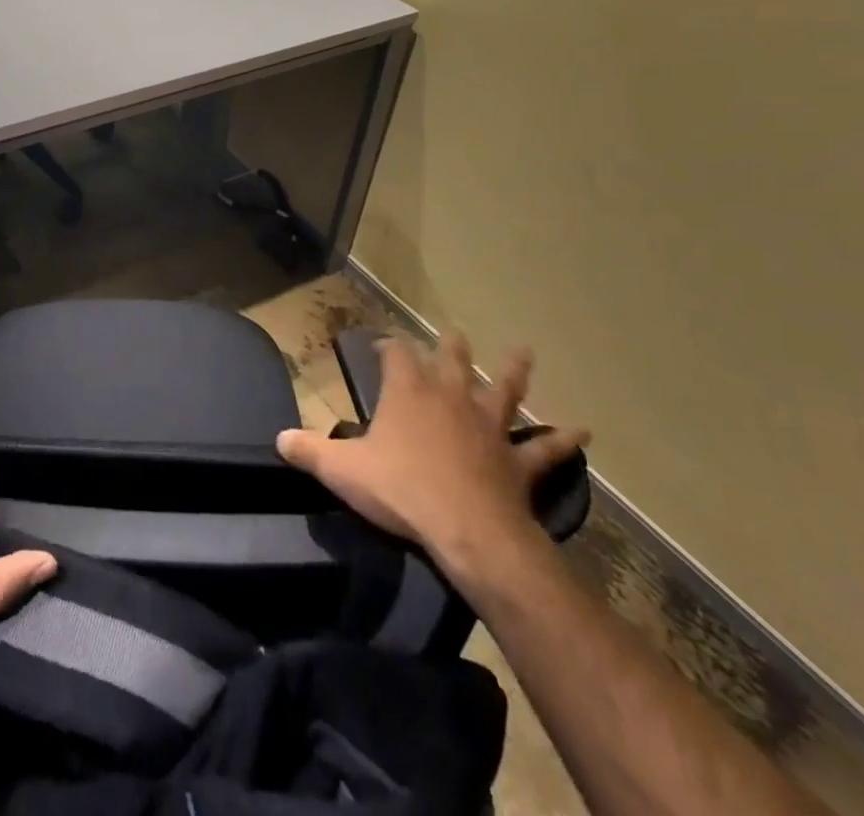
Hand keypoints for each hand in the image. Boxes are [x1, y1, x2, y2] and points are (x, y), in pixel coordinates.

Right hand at [276, 333, 588, 583]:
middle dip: (449, 346)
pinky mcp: (517, 461)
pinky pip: (545, 448)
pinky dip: (564, 440)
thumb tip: (279, 438)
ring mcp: (488, 427)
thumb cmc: (400, 491)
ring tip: (523, 351)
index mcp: (407, 393)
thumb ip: (308, 451)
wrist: (467, 531)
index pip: (396, 356)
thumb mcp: (342, 471)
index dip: (389, 348)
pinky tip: (585, 432)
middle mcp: (449, 398)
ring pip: (503, 391)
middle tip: (453, 333)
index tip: (383, 346)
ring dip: (512, 372)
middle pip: (451, 360)